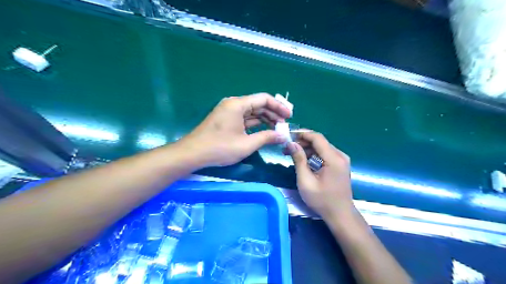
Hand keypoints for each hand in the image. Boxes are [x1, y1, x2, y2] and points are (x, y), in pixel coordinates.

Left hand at [178, 93, 292, 168]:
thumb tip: (282, 136)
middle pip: (259, 104)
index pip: (264, 99)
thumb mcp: (246, 144)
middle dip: (273, 114)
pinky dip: (255, 124)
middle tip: (285, 125)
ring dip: (265, 119)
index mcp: (238, 104)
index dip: (279, 106)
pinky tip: (264, 131)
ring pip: (252, 112)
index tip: (289, 116)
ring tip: (277, 129)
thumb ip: (266, 137)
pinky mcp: (226, 120)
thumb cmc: (220, 148)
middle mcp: (234, 104)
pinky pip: (245, 118)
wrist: (193, 153)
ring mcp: (229, 112)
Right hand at [287, 132, 352, 220]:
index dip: (302, 134)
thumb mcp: (306, 181)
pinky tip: (303, 160)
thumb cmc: (322, 200)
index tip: (288, 136)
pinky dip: (313, 154)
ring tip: (291, 153)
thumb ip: (299, 160)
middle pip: (319, 141)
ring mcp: (341, 160)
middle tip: (287, 148)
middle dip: (302, 142)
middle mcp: (340, 155)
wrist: (340, 214)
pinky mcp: (340, 164)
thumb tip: (291, 144)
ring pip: (321, 147)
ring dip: (307, 148)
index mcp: (334, 159)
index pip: (317, 138)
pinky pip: (325, 154)